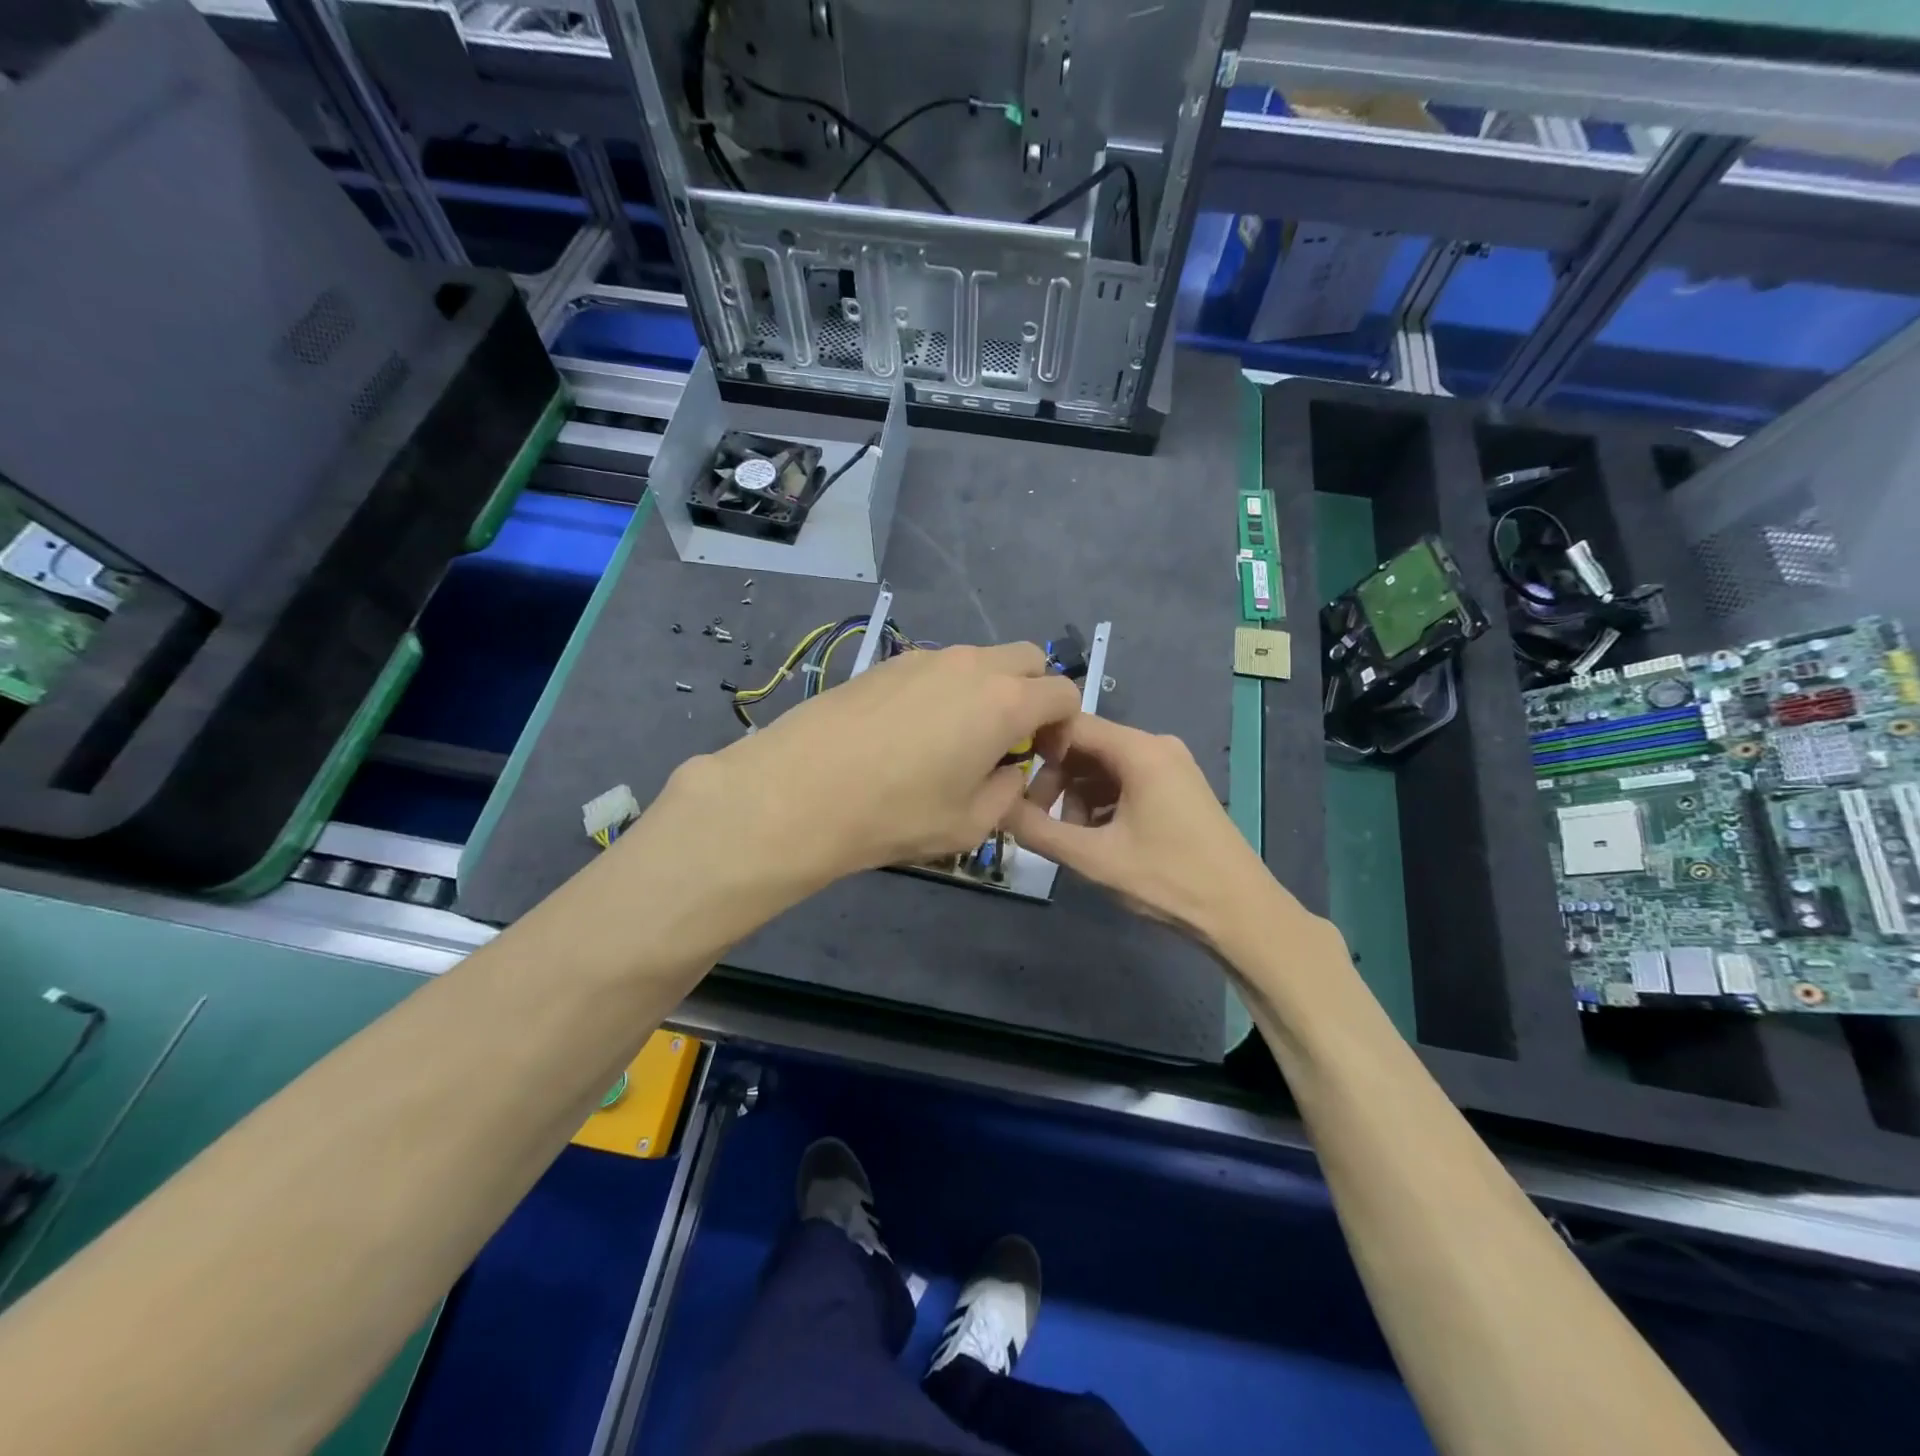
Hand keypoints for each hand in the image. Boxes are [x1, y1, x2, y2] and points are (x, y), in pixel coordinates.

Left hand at [675, 642, 1081, 887]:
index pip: (1063, 692)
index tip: (1043, 757)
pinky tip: (912, 732)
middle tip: (1009, 739)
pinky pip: (937, 668)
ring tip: (956, 738)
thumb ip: (1008, 791)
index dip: (1066, 725)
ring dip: (988, 690)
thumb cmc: (896, 814)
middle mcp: (971, 665)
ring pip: (979, 660)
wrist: (800, 792)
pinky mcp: (887, 663)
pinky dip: (947, 689)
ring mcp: (925, 658)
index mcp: (1004, 702)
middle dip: (1033, 693)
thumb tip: (1009, 770)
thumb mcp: (970, 823)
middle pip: (1027, 659)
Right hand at [1004, 715, 1294, 949]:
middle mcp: (1156, 746)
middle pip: (1087, 746)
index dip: (1034, 744)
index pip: (1072, 724)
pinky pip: (1125, 781)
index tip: (1007, 775)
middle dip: (1055, 778)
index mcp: (1139, 750)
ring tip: (1069, 837)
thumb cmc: (1167, 880)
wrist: (1242, 914)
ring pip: (1103, 766)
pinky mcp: (1176, 789)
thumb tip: (994, 808)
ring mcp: (1170, 767)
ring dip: (1077, 795)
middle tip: (1036, 817)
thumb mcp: (1093, 858)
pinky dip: (1102, 803)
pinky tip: (1096, 838)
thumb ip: (1038, 830)